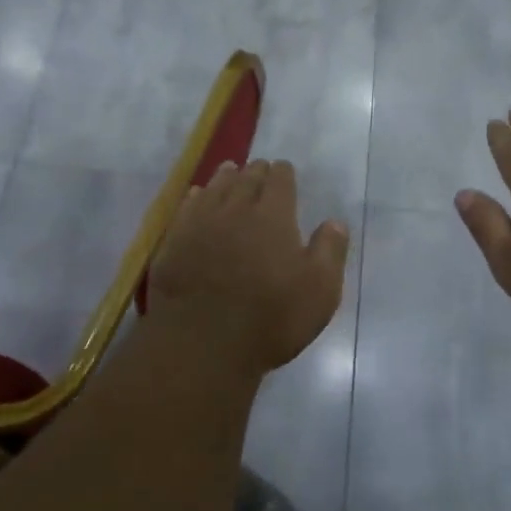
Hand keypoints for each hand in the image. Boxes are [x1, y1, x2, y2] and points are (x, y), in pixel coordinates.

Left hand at [146, 159, 350, 376]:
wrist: (202, 341)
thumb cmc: (271, 317)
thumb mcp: (319, 290)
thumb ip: (329, 251)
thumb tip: (335, 222)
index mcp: (274, 215)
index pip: (280, 180)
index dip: (283, 173)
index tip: (284, 170)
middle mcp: (237, 208)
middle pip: (247, 178)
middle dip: (255, 171)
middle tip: (259, 168)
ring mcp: (201, 222)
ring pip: (215, 187)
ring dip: (226, 177)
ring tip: (230, 171)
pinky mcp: (175, 240)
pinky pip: (187, 207)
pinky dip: (196, 197)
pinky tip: (197, 196)